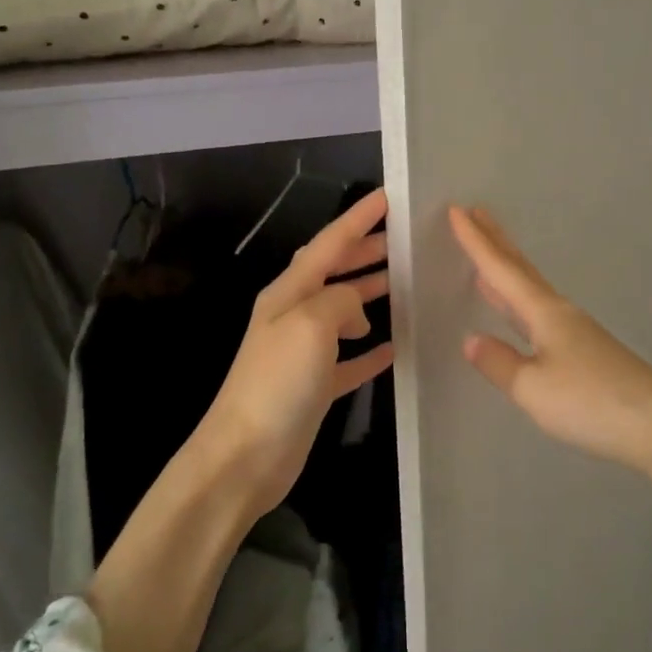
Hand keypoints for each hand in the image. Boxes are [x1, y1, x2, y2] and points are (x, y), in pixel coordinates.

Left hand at [188, 188, 394, 518]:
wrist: (245, 455)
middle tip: (405, 242)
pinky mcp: (314, 387)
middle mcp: (294, 315)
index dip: (358, 219)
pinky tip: (395, 349)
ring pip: (344, 312)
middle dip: (366, 252)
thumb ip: (339, 300)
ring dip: (371, 295)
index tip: (387, 196)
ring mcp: (303, 352)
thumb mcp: (310, 325)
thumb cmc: (276, 383)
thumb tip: (357, 309)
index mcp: (289, 293)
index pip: (329, 244)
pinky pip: (349, 359)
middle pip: (334, 272)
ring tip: (406, 285)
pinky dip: (371, 351)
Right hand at [450, 203, 651, 614]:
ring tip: (488, 256)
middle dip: (497, 242)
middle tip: (476, 213)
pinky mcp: (587, 353)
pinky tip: (519, 315)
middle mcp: (561, 314)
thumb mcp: (533, 389)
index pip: (502, 271)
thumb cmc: (592, 403)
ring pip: (532, 290)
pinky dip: (520, 302)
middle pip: (522, 270)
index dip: (476, 243)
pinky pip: (541, 314)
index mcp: (545, 314)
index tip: (457, 210)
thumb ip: (500, 363)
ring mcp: (577, 333)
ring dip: (508, 270)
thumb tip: (471, 339)